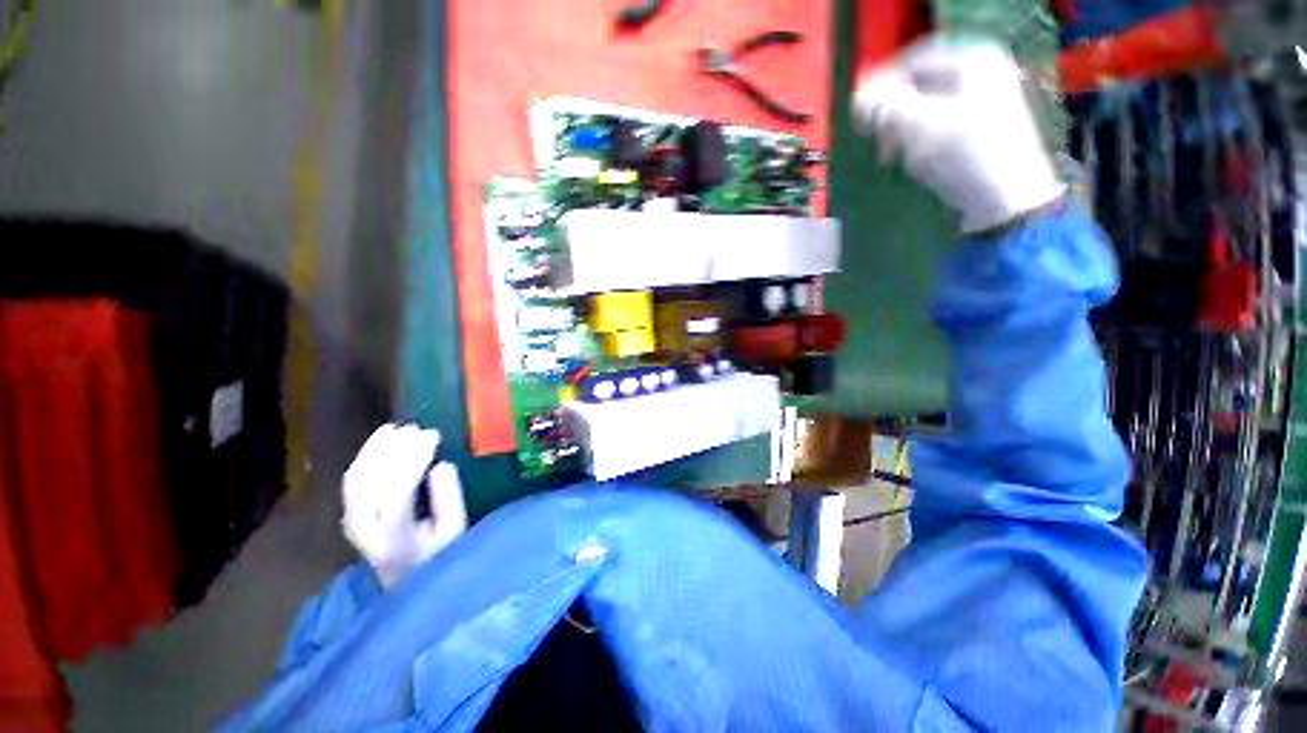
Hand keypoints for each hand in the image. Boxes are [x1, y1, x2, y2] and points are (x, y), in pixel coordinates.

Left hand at [341, 424, 466, 588]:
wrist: (405, 579)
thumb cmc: (439, 555)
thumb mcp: (455, 531)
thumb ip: (449, 499)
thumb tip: (441, 465)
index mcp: (392, 539)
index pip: (394, 495)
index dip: (412, 462)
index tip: (433, 436)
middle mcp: (364, 530)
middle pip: (371, 483)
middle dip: (395, 451)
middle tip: (419, 428)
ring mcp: (352, 521)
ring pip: (357, 477)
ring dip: (377, 449)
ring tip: (400, 427)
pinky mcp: (350, 511)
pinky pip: (352, 478)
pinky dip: (366, 454)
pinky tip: (381, 437)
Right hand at [852, 35, 1063, 233]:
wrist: (1005, 201)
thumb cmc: (963, 155)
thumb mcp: (918, 126)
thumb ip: (884, 107)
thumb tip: (857, 98)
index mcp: (974, 59)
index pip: (914, 60)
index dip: (882, 83)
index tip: (859, 112)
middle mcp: (982, 73)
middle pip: (921, 85)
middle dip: (893, 112)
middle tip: (874, 137)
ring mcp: (984, 102)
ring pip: (927, 108)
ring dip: (902, 130)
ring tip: (891, 154)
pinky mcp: (980, 131)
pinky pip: (938, 126)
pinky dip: (919, 141)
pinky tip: (913, 160)